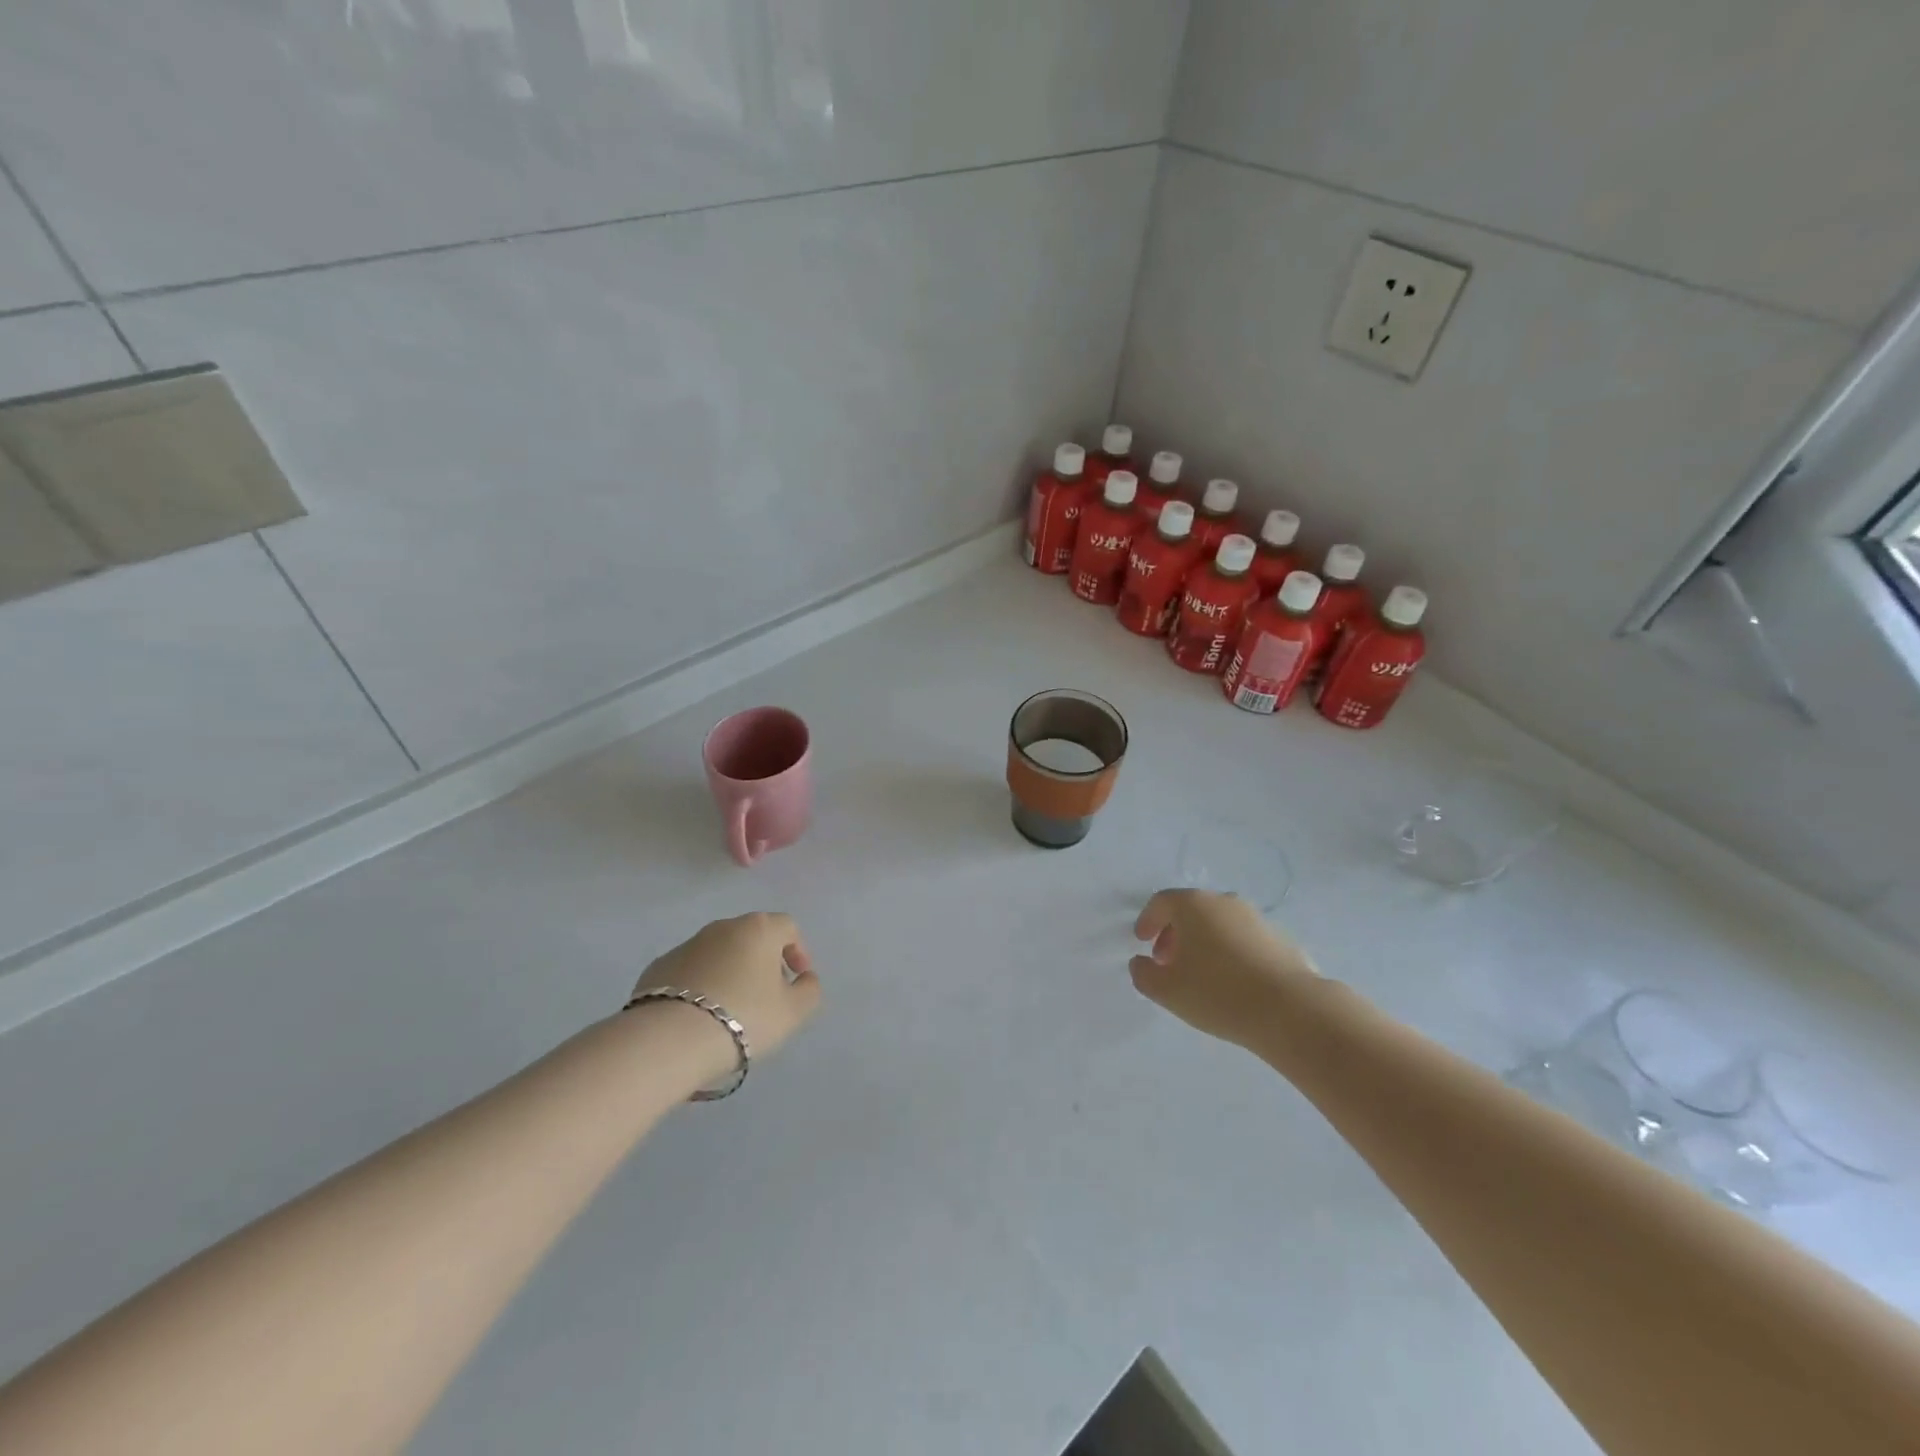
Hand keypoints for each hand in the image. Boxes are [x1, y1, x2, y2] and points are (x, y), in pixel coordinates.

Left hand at [632, 913, 821, 1076]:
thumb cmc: (744, 1017)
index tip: (796, 980)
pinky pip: (690, 971)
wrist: (669, 1039)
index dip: (798, 951)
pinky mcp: (658, 967)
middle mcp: (722, 927)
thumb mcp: (793, 1012)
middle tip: (766, 995)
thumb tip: (804, 978)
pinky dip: (701, 985)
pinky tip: (699, 1015)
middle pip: (752, 936)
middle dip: (763, 961)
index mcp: (758, 929)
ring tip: (731, 1009)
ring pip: (719, 953)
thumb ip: (809, 990)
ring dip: (730, 972)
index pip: (788, 927)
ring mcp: (687, 945)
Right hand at [1130, 889, 1319, 1047]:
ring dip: (1203, 942)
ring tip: (1200, 975)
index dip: (1147, 920)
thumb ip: (1143, 973)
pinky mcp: (1280, 939)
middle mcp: (1224, 902)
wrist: (1291, 1010)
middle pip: (1191, 910)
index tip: (1142, 941)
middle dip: (1174, 933)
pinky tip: (1231, 982)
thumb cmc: (1217, 993)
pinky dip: (1229, 952)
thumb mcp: (1166, 990)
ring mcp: (1256, 918)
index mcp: (1193, 905)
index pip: (1161, 902)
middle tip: (1167, 961)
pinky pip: (1243, 939)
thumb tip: (1141, 962)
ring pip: (1219, 923)